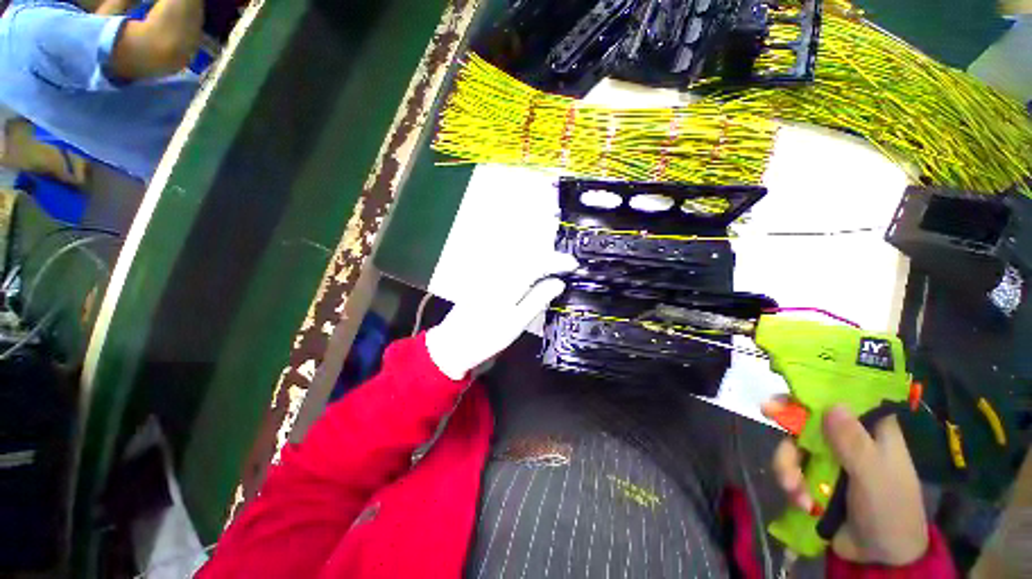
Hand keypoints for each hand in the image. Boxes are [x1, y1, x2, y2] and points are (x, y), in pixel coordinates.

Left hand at [426, 252, 578, 379]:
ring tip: (555, 267)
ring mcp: (491, 273)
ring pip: (520, 257)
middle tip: (567, 265)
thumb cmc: (486, 337)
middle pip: (529, 254)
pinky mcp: (487, 279)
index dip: (558, 260)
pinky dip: (527, 264)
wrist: (454, 343)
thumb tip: (559, 282)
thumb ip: (537, 299)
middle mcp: (499, 271)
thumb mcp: (516, 322)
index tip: (574, 265)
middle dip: (550, 256)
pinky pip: (512, 265)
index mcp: (508, 281)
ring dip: (539, 258)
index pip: (538, 261)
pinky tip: (533, 273)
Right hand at [766, 403, 927, 564]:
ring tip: (793, 489)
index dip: (815, 390)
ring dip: (787, 465)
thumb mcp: (874, 475)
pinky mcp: (815, 479)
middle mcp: (848, 439)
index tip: (790, 387)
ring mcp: (829, 459)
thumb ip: (853, 442)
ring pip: (795, 445)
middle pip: (809, 419)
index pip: (842, 399)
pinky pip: (792, 469)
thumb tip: (832, 404)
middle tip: (766, 411)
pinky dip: (791, 484)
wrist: (880, 559)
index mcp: (871, 430)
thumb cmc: (890, 509)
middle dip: (788, 423)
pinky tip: (801, 502)